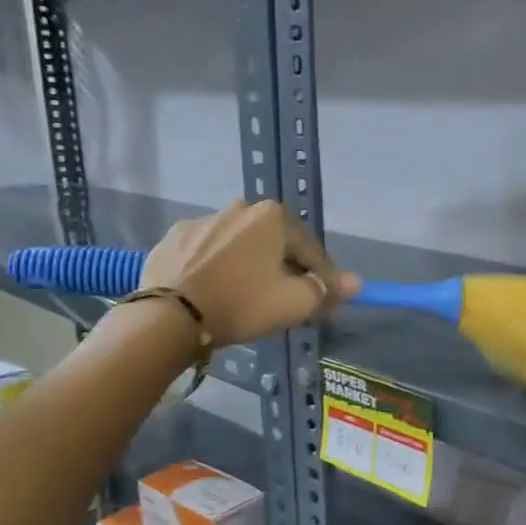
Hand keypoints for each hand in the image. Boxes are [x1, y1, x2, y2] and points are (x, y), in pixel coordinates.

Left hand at [138, 200, 359, 347]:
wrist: (168, 316)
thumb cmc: (242, 303)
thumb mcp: (294, 303)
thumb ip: (328, 290)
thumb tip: (357, 282)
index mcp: (273, 217)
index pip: (311, 251)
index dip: (322, 279)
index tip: (323, 302)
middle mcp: (239, 208)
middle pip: (275, 244)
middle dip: (284, 269)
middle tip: (283, 301)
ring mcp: (202, 220)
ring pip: (240, 246)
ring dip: (249, 266)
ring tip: (245, 298)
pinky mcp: (173, 238)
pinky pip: (207, 253)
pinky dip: (216, 268)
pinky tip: (213, 291)